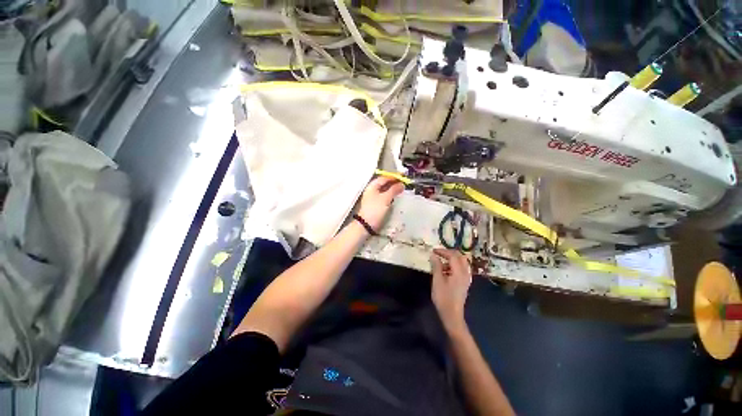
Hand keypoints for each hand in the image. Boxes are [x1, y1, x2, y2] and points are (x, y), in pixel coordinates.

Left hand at [357, 176, 404, 230]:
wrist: (366, 224)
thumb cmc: (375, 209)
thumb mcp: (386, 198)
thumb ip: (394, 190)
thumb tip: (402, 184)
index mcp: (372, 186)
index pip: (384, 178)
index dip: (393, 177)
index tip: (403, 177)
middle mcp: (372, 190)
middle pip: (384, 184)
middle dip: (394, 183)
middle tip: (404, 184)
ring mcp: (373, 198)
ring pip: (384, 190)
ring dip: (392, 189)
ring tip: (402, 190)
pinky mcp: (375, 205)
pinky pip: (384, 197)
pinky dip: (390, 195)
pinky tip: (395, 197)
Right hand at [430, 248, 471, 332]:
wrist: (452, 315)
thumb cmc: (443, 297)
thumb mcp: (437, 280)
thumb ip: (436, 266)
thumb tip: (433, 255)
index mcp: (459, 272)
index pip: (453, 255)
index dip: (443, 251)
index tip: (433, 251)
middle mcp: (465, 273)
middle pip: (460, 256)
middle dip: (449, 253)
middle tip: (438, 253)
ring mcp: (466, 278)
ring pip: (461, 262)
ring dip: (451, 259)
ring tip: (440, 262)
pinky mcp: (464, 282)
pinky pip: (461, 268)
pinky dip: (453, 265)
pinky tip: (445, 271)